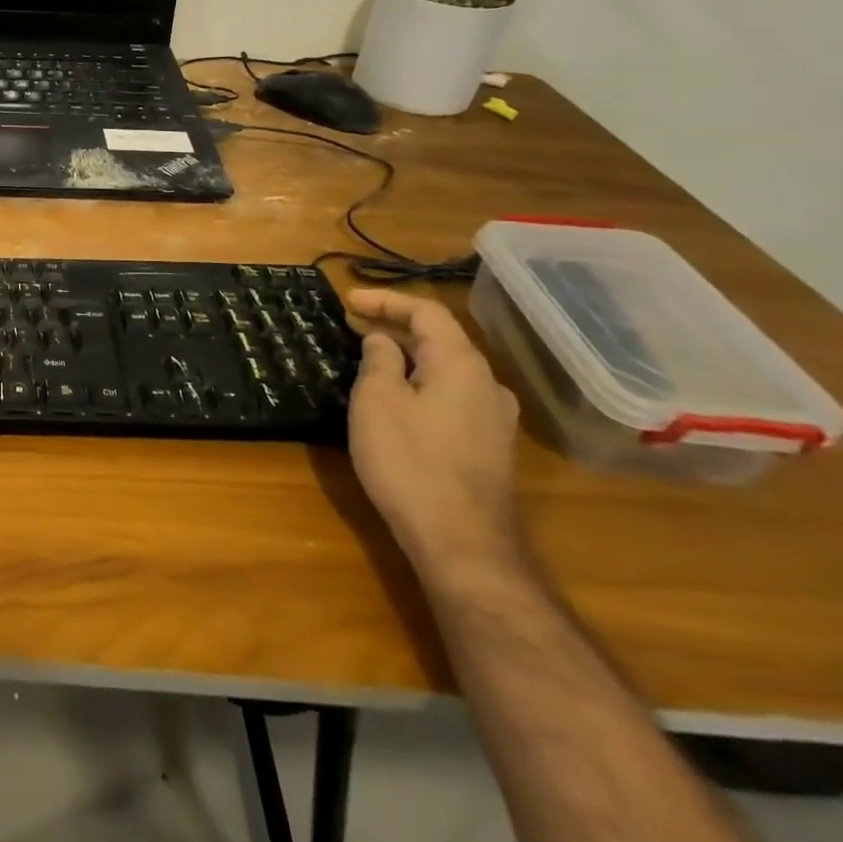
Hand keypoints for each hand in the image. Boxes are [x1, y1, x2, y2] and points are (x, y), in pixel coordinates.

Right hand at [346, 288, 521, 580]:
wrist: (461, 541)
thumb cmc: (409, 460)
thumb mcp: (377, 401)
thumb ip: (379, 361)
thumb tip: (383, 341)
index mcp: (461, 364)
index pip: (426, 313)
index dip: (386, 300)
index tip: (348, 300)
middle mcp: (487, 384)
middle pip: (441, 339)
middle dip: (396, 326)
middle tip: (353, 325)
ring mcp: (494, 418)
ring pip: (447, 369)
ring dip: (409, 356)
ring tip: (370, 358)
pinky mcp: (490, 446)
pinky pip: (452, 395)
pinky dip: (422, 382)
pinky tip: (398, 398)